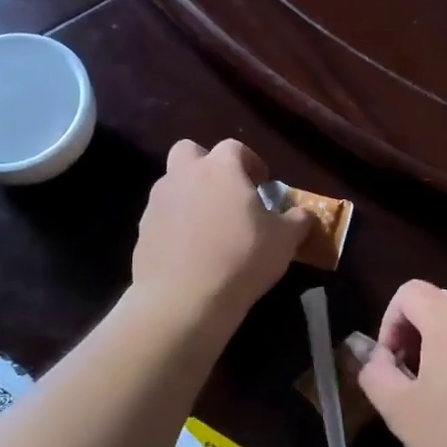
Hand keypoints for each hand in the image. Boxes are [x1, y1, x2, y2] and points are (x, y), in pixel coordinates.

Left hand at [132, 140, 311, 322]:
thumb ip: (297, 220)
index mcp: (220, 168)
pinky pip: (162, 218)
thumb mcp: (285, 240)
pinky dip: (176, 226)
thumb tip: (303, 215)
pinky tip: (192, 252)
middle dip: (207, 166)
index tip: (262, 183)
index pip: (234, 148)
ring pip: (172, 185)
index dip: (250, 162)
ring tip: (210, 227)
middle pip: (189, 152)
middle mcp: (183, 175)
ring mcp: (157, 203)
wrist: (184, 298)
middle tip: (227, 193)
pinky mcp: (142, 231)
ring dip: (190, 196)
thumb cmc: (242, 257)